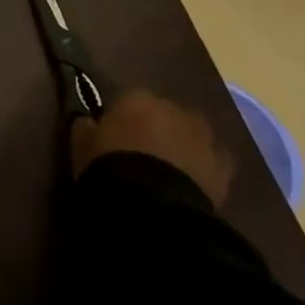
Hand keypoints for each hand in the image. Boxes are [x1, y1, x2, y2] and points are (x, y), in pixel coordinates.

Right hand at [69, 87, 233, 203]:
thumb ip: (85, 128)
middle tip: (143, 156)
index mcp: (138, 98)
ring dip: (184, 146)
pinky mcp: (223, 167)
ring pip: (193, 135)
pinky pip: (215, 163)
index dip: (123, 120)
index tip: (114, 139)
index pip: (130, 100)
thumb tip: (87, 122)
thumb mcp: (81, 146)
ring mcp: (203, 136)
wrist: (151, 206)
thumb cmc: (109, 168)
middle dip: (158, 130)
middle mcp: (174, 109)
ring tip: (170, 172)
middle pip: (165, 115)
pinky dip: (206, 169)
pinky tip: (194, 185)